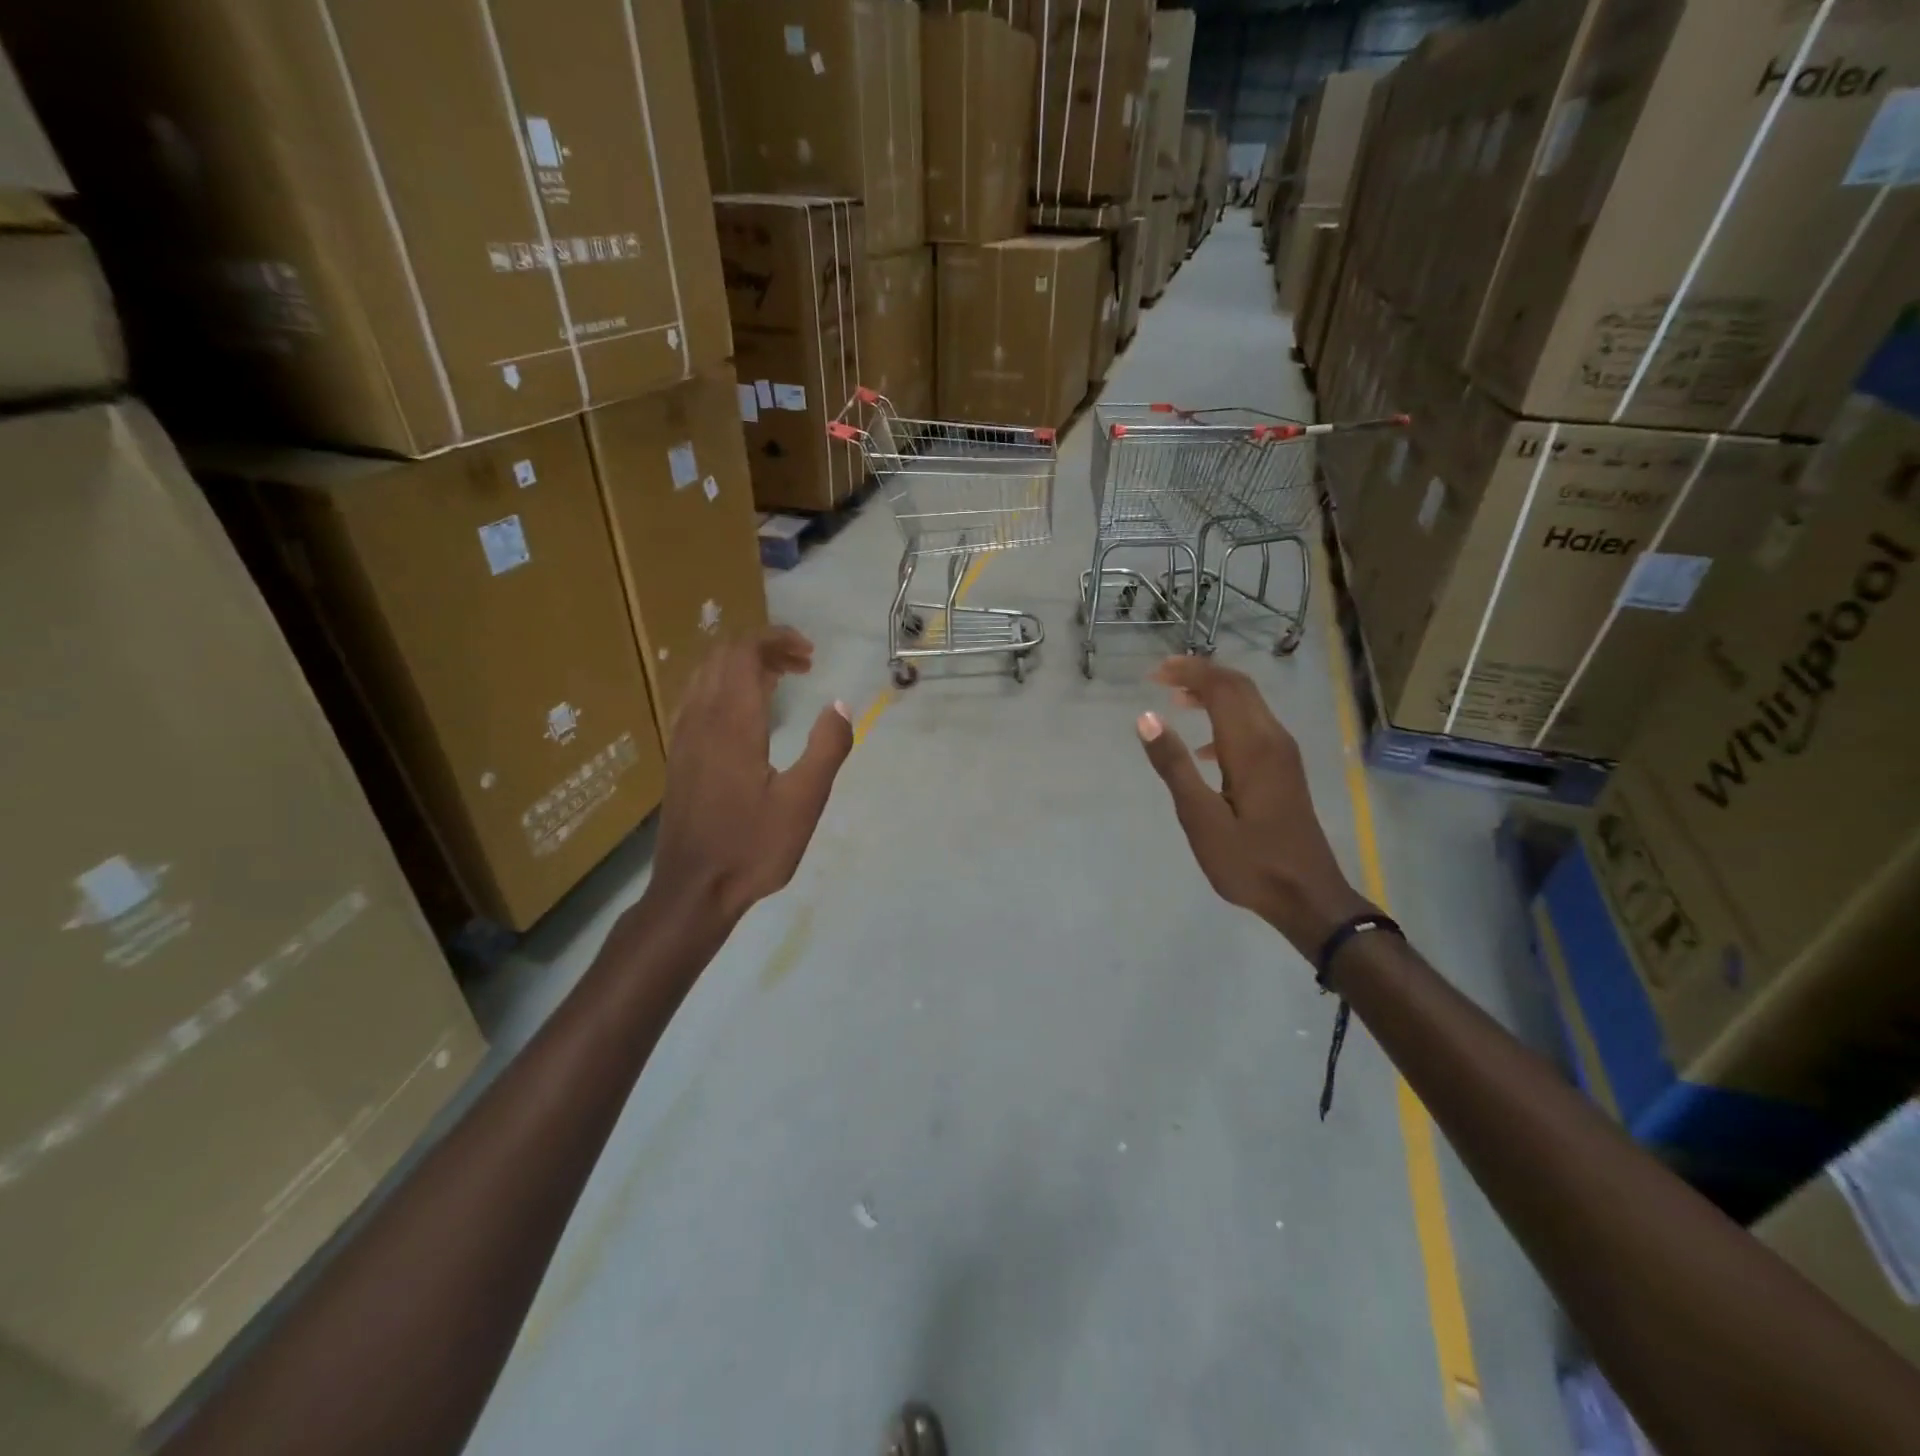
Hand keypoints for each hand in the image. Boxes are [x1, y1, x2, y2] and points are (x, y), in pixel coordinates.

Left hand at [649, 627, 853, 928]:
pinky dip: (725, 686)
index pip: (743, 652)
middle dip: (764, 648)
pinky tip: (747, 713)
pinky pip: (697, 698)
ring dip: (743, 666)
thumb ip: (827, 747)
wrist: (693, 890)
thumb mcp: (804, 802)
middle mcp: (700, 719)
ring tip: (781, 682)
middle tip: (804, 666)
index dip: (776, 639)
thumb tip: (840, 705)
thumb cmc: (752, 847)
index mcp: (731, 723)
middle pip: (723, 656)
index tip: (810, 653)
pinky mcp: (678, 756)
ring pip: (706, 675)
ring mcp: (683, 737)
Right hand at [1137, 656, 1372, 954]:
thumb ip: (1174, 765)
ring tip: (1177, 701)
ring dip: (1214, 694)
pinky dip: (1226, 719)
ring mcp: (1283, 755)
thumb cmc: (1249, 860)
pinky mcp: (1285, 770)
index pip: (1221, 688)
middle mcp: (1273, 740)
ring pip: (1249, 705)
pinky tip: (1205, 749)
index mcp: (1252, 747)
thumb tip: (1147, 717)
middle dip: (1201, 674)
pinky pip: (1254, 726)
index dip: (1188, 672)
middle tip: (1161, 677)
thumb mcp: (1200, 818)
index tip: (1153, 673)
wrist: (1307, 896)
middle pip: (1239, 687)